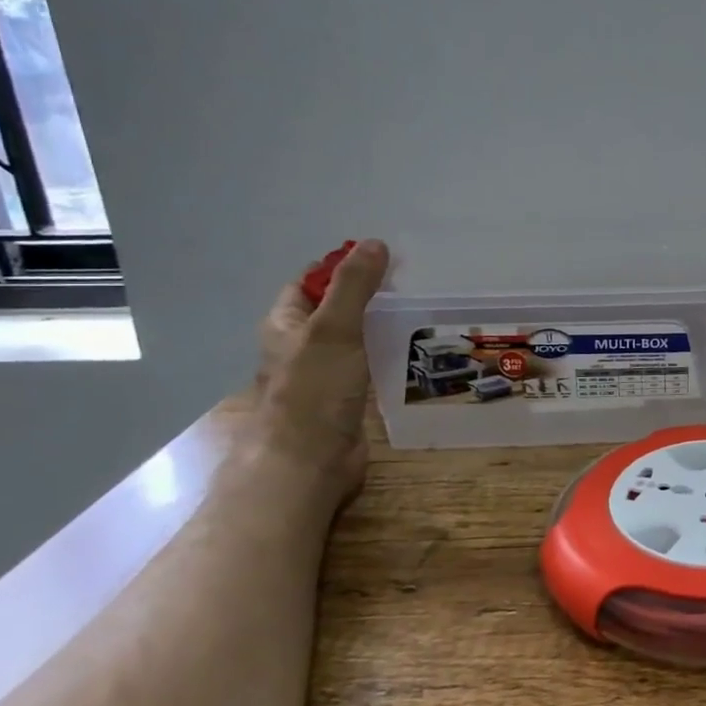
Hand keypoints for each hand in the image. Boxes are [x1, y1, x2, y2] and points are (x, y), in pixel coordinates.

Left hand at [250, 239, 391, 498]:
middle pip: (334, 309)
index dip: (341, 266)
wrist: (307, 463)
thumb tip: (374, 243)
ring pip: (353, 339)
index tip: (383, 258)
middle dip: (367, 295)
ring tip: (420, 313)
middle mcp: (300, 346)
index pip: (310, 282)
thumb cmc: (313, 391)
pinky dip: (386, 355)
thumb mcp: (334, 329)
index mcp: (285, 324)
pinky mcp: (345, 400)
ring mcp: (323, 375)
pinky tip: (413, 352)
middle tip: (412, 284)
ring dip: (379, 326)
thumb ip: (353, 286)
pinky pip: (367, 366)